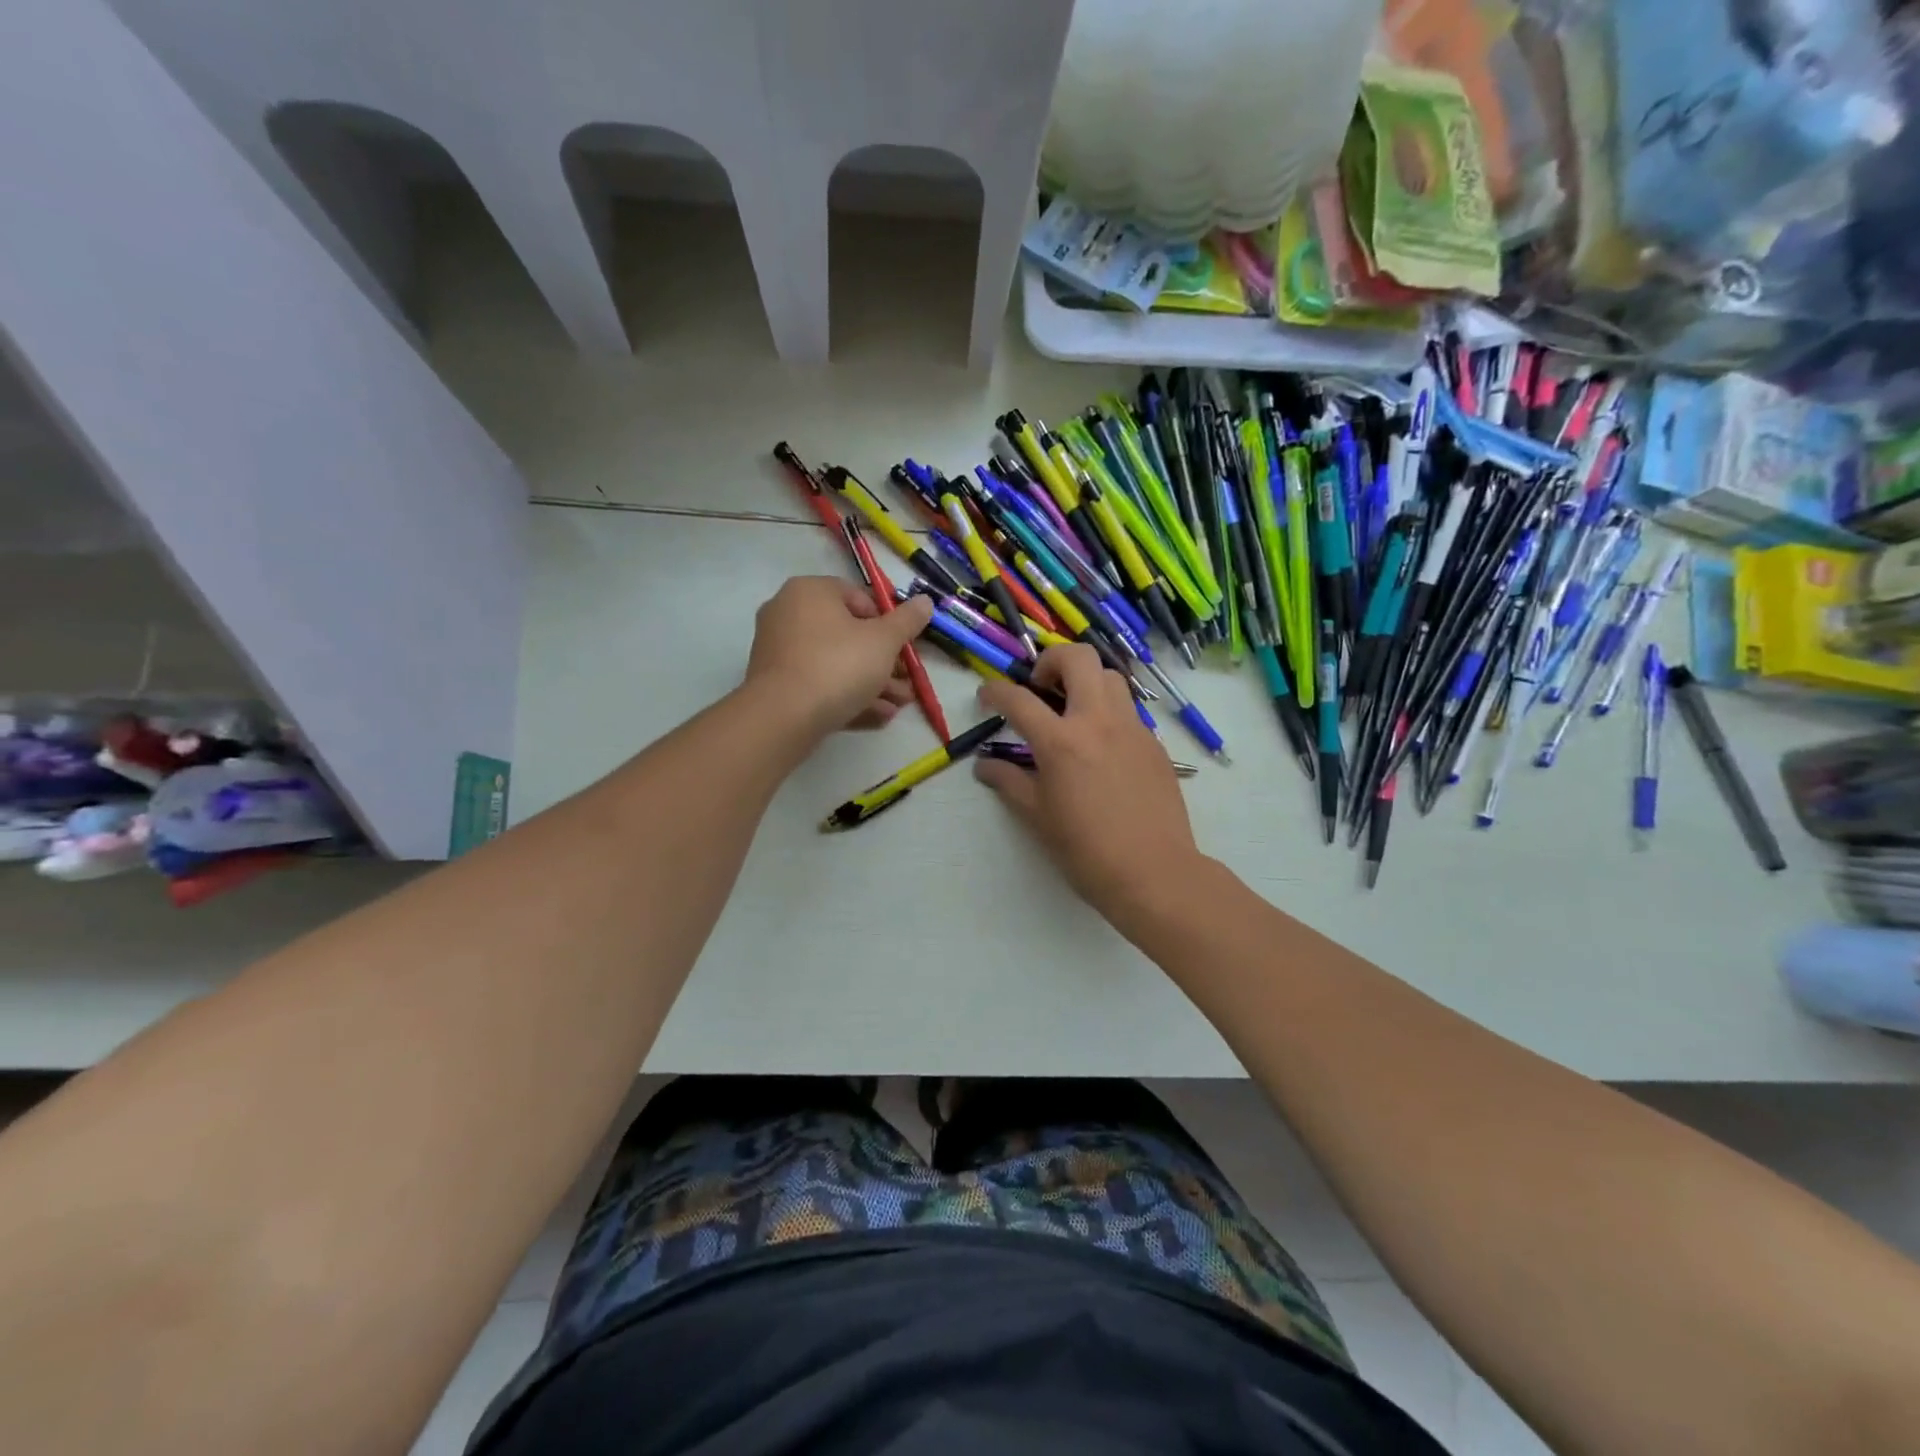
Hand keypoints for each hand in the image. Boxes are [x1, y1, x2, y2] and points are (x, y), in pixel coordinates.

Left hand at [744, 576, 935, 738]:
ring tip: (899, 705)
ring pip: (836, 662)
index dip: (889, 622)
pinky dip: (847, 695)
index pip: (859, 597)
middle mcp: (789, 613)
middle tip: (907, 682)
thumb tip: (925, 601)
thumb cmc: (838, 665)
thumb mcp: (884, 641)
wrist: (783, 717)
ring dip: (872, 683)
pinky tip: (877, 715)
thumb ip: (907, 620)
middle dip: (884, 661)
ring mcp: (779, 650)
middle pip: (849, 634)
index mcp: (810, 591)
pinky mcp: (777, 684)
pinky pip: (819, 683)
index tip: (905, 647)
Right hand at [974, 644, 1203, 930]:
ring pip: (1109, 676)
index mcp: (1061, 741)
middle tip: (1039, 688)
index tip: (986, 695)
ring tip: (1072, 710)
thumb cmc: (1086, 850)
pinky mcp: (1154, 743)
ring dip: (1085, 680)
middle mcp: (1098, 721)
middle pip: (1077, 658)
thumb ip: (1009, 782)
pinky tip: (1100, 745)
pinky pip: (1128, 709)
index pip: (1019, 699)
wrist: (1154, 872)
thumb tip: (985, 766)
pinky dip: (1107, 710)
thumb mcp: (1037, 817)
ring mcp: (1132, 728)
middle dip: (1050, 660)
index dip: (995, 691)